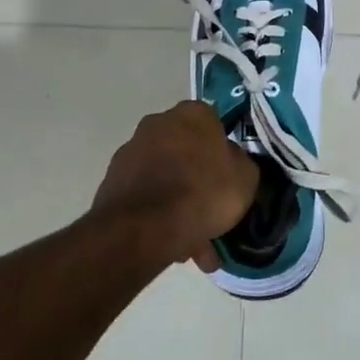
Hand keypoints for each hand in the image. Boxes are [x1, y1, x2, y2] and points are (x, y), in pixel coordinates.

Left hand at [91, 102, 258, 269]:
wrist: (144, 227)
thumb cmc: (204, 192)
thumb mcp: (246, 179)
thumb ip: (240, 163)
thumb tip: (229, 161)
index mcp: (193, 114)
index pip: (214, 124)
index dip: (222, 151)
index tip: (228, 176)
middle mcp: (158, 123)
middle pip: (186, 152)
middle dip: (198, 182)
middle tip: (212, 214)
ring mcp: (131, 151)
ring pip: (166, 177)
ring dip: (179, 205)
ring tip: (193, 246)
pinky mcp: (113, 180)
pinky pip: (147, 196)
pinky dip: (159, 215)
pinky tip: (172, 246)